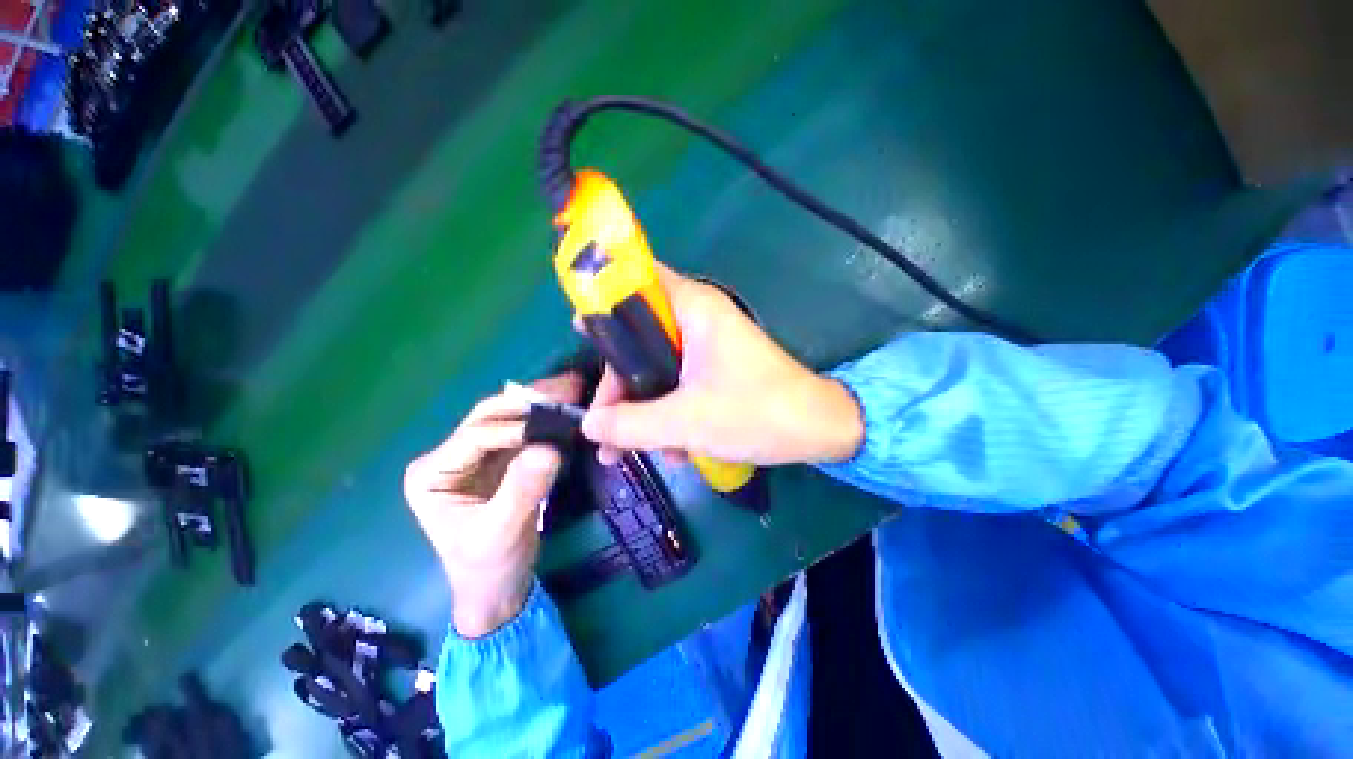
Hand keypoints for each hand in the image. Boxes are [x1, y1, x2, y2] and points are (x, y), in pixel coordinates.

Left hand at [404, 374, 581, 638]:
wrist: (498, 589)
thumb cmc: (489, 567)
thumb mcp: (502, 533)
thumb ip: (522, 490)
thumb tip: (548, 448)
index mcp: (433, 473)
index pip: (476, 435)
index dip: (516, 427)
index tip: (556, 426)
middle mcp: (450, 456)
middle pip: (489, 416)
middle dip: (529, 402)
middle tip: (568, 389)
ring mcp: (476, 455)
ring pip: (508, 416)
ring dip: (540, 403)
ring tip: (572, 389)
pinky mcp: (501, 459)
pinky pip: (524, 430)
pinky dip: (546, 419)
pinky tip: (568, 407)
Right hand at [581, 265, 863, 466]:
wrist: (820, 431)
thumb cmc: (758, 413)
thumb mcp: (688, 422)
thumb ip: (631, 424)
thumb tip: (588, 425)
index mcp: (693, 308)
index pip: (635, 281)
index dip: (604, 300)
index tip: (579, 337)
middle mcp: (697, 318)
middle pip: (638, 338)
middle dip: (621, 387)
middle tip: (605, 427)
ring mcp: (706, 346)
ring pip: (655, 368)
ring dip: (644, 411)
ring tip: (638, 452)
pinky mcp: (714, 370)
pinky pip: (677, 384)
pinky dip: (670, 415)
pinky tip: (676, 451)